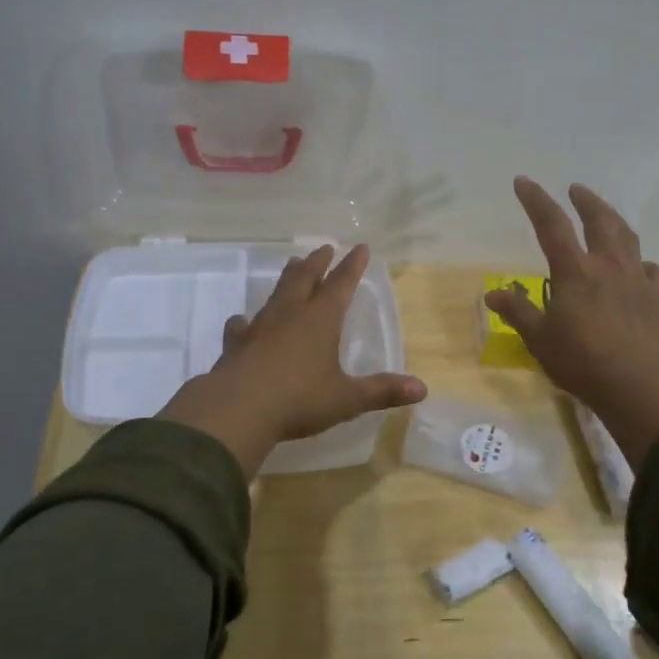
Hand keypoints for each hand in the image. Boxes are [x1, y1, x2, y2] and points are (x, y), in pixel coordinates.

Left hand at [159, 244, 426, 476]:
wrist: (238, 410)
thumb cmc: (299, 400)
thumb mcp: (346, 399)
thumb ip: (382, 391)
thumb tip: (422, 388)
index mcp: (320, 320)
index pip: (341, 285)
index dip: (352, 266)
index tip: (360, 247)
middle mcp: (290, 314)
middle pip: (305, 279)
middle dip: (318, 262)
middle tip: (325, 248)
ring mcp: (260, 327)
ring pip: (276, 294)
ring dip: (287, 279)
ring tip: (292, 266)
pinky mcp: (236, 345)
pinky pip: (241, 326)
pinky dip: (245, 321)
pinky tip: (242, 321)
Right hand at [484, 178, 658, 467]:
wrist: (638, 383)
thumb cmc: (581, 360)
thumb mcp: (539, 339)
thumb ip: (518, 313)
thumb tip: (492, 295)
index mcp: (574, 270)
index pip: (552, 224)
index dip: (536, 200)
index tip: (524, 182)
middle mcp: (607, 265)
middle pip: (598, 220)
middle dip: (586, 201)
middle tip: (576, 189)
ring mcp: (637, 278)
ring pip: (627, 237)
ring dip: (614, 220)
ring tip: (606, 215)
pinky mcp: (657, 296)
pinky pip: (651, 269)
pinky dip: (641, 263)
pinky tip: (638, 267)